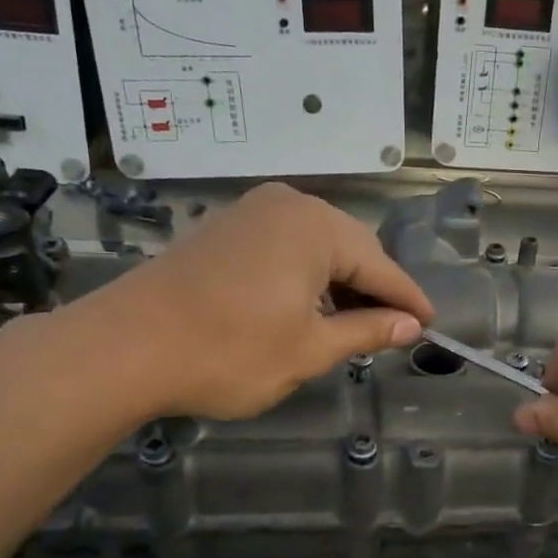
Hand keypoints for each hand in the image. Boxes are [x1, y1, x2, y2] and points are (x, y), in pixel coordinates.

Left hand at [54, 183, 432, 422]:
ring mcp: (250, 213)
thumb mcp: (310, 349)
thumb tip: (410, 326)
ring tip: (351, 327)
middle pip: (350, 251)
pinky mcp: (224, 230)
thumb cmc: (229, 352)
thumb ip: (366, 331)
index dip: (407, 301)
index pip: (380, 267)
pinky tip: (307, 309)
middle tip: (392, 332)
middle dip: (372, 292)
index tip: (432, 325)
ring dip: (338, 287)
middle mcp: (287, 206)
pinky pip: (284, 249)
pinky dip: (305, 279)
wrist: (125, 348)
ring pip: (316, 250)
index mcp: (316, 227)